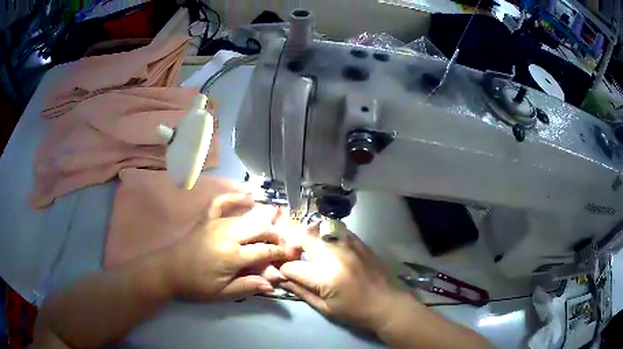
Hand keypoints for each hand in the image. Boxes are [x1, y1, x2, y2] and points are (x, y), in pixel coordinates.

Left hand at [158, 193, 292, 300]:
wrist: (168, 271)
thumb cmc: (196, 285)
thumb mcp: (223, 293)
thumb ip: (249, 286)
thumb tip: (273, 282)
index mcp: (233, 255)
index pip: (265, 250)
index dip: (280, 253)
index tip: (289, 256)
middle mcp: (228, 234)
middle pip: (260, 229)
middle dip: (275, 236)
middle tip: (280, 246)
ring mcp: (216, 223)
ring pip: (247, 218)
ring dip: (262, 222)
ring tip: (272, 230)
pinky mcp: (207, 219)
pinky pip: (222, 203)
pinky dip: (235, 198)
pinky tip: (248, 196)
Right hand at [279, 224, 409, 330]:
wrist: (388, 303)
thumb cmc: (356, 311)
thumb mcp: (325, 308)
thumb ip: (301, 291)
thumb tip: (282, 279)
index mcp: (325, 276)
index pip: (292, 266)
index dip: (284, 270)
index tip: (285, 274)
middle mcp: (335, 255)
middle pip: (303, 238)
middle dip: (292, 246)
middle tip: (295, 257)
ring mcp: (349, 245)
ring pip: (320, 228)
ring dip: (309, 237)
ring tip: (310, 250)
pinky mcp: (359, 242)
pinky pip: (337, 229)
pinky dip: (327, 234)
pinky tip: (329, 246)